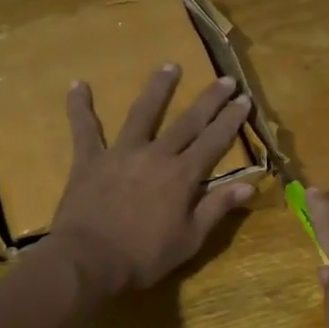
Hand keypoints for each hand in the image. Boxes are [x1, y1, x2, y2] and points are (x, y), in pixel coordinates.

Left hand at [44, 65, 255, 297]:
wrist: (88, 261)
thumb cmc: (144, 257)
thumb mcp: (190, 239)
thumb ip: (217, 208)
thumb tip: (250, 185)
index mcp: (183, 175)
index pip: (214, 141)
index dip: (231, 120)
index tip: (244, 99)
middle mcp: (156, 155)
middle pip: (188, 121)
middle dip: (209, 100)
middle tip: (225, 78)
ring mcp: (121, 153)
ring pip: (142, 113)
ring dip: (158, 88)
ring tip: (170, 66)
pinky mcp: (90, 160)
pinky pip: (84, 129)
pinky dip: (80, 107)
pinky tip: (78, 85)